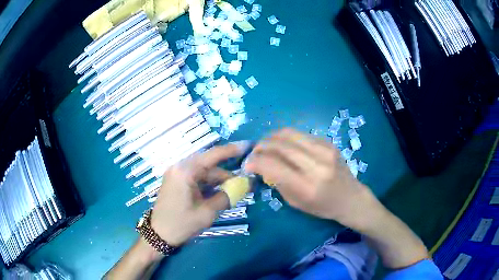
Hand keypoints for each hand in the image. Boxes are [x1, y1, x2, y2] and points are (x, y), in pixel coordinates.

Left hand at [150, 142, 248, 246]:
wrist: (159, 234)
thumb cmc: (182, 224)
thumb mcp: (207, 212)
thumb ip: (227, 196)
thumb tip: (245, 185)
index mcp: (185, 171)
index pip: (213, 155)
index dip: (231, 150)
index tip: (248, 146)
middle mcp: (180, 168)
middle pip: (209, 165)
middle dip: (227, 174)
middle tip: (245, 182)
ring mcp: (177, 174)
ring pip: (204, 173)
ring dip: (219, 181)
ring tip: (235, 191)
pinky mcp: (176, 182)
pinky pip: (197, 179)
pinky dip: (209, 185)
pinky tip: (220, 193)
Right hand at [245, 128, 372, 228]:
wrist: (351, 197)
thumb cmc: (323, 206)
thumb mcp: (296, 202)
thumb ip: (278, 182)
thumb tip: (262, 164)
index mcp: (307, 186)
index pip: (273, 165)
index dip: (255, 161)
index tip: (247, 164)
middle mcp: (317, 164)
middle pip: (280, 145)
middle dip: (261, 146)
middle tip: (254, 152)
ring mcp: (325, 150)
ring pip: (289, 133)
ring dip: (271, 137)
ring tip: (266, 145)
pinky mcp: (328, 142)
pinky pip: (300, 134)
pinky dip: (286, 138)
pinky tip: (284, 146)